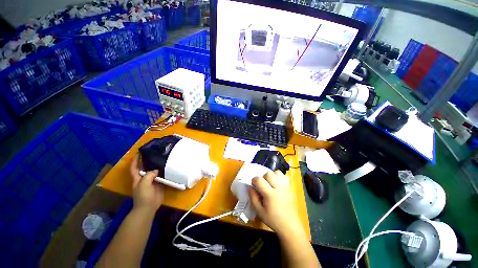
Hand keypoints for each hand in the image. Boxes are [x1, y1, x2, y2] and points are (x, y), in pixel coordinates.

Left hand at [130, 154, 163, 212]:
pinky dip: (164, 172)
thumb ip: (149, 175)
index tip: (139, 152)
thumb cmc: (143, 196)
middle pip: (145, 168)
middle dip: (148, 161)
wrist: (149, 207)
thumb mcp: (143, 184)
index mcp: (137, 178)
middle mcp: (144, 178)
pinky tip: (169, 168)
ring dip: (158, 166)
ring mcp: (152, 181)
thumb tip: (156, 170)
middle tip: (155, 153)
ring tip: (163, 158)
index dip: (135, 160)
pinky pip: (161, 176)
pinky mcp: (159, 184)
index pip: (134, 167)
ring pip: (154, 171)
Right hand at [248, 171, 303, 236]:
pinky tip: (276, 184)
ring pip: (277, 172)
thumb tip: (249, 186)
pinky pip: (284, 176)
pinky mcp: (290, 187)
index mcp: (270, 194)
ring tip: (270, 183)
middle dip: (263, 177)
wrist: (290, 225)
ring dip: (271, 176)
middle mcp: (278, 187)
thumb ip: (253, 197)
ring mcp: (285, 186)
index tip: (254, 185)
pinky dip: (278, 177)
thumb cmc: (273, 220)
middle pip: (268, 173)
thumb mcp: (259, 211)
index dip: (254, 180)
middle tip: (262, 185)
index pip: (259, 180)